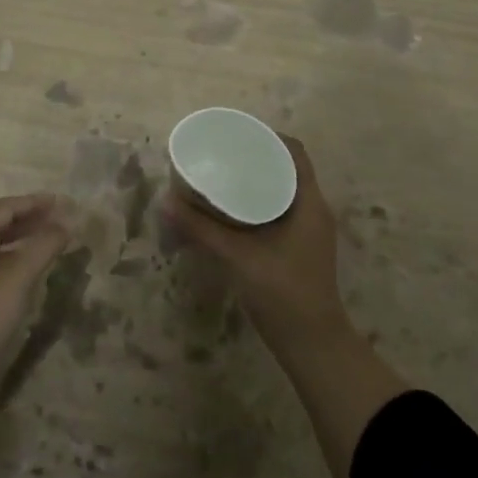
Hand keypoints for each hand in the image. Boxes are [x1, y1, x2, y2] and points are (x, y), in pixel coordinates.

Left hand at [0, 194, 72, 477]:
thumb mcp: (13, 279)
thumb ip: (41, 247)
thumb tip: (66, 221)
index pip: (2, 210)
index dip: (31, 203)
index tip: (62, 202)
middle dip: (29, 222)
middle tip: (61, 222)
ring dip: (25, 247)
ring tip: (52, 249)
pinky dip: (19, 273)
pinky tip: (33, 286)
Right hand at [162, 136, 347, 340]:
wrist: (311, 344)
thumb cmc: (283, 293)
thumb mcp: (238, 257)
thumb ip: (201, 229)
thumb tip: (165, 201)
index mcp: (309, 202)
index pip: (295, 152)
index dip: (268, 136)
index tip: (236, 134)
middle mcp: (313, 210)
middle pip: (286, 168)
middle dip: (254, 157)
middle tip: (220, 153)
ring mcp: (307, 231)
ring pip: (281, 191)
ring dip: (254, 181)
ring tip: (220, 175)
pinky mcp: (297, 247)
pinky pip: (277, 211)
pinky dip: (255, 203)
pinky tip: (228, 210)